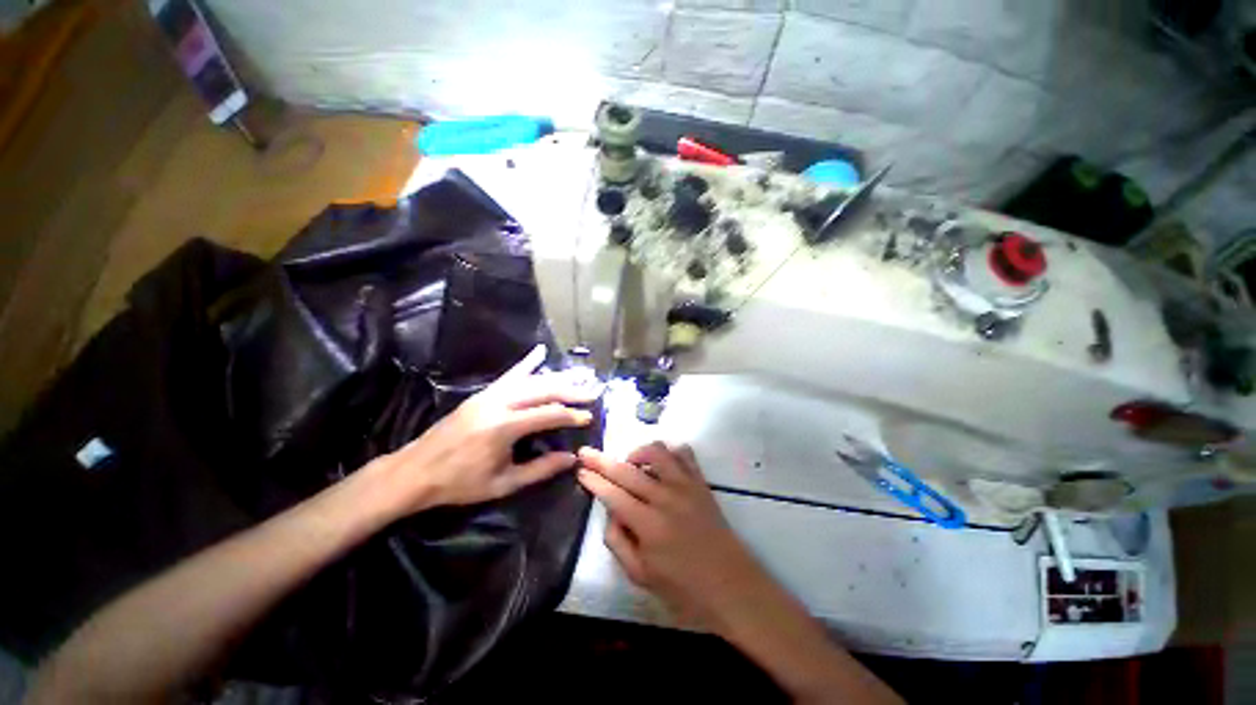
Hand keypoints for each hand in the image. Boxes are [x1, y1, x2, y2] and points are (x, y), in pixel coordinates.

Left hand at [370, 344, 596, 513]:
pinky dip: (527, 363)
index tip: (589, 417)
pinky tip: (540, 351)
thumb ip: (540, 470)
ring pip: (530, 380)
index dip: (571, 416)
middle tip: (592, 393)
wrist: (415, 472)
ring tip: (578, 376)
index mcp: (504, 427)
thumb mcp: (503, 484)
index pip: (548, 414)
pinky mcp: (482, 394)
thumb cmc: (459, 483)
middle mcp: (499, 404)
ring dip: (557, 378)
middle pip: (543, 391)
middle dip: (570, 391)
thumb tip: (571, 458)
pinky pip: (509, 375)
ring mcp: (489, 395)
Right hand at [577, 443, 770, 628]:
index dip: (593, 480)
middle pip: (627, 469)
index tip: (580, 470)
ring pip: (656, 451)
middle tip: (586, 452)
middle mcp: (666, 498)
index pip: (612, 494)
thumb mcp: (640, 576)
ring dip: (637, 452)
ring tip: (629, 463)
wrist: (732, 586)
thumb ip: (617, 542)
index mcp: (648, 525)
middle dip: (601, 459)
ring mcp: (686, 486)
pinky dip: (668, 451)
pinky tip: (660, 463)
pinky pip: (683, 453)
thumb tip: (610, 511)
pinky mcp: (701, 482)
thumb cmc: (684, 589)